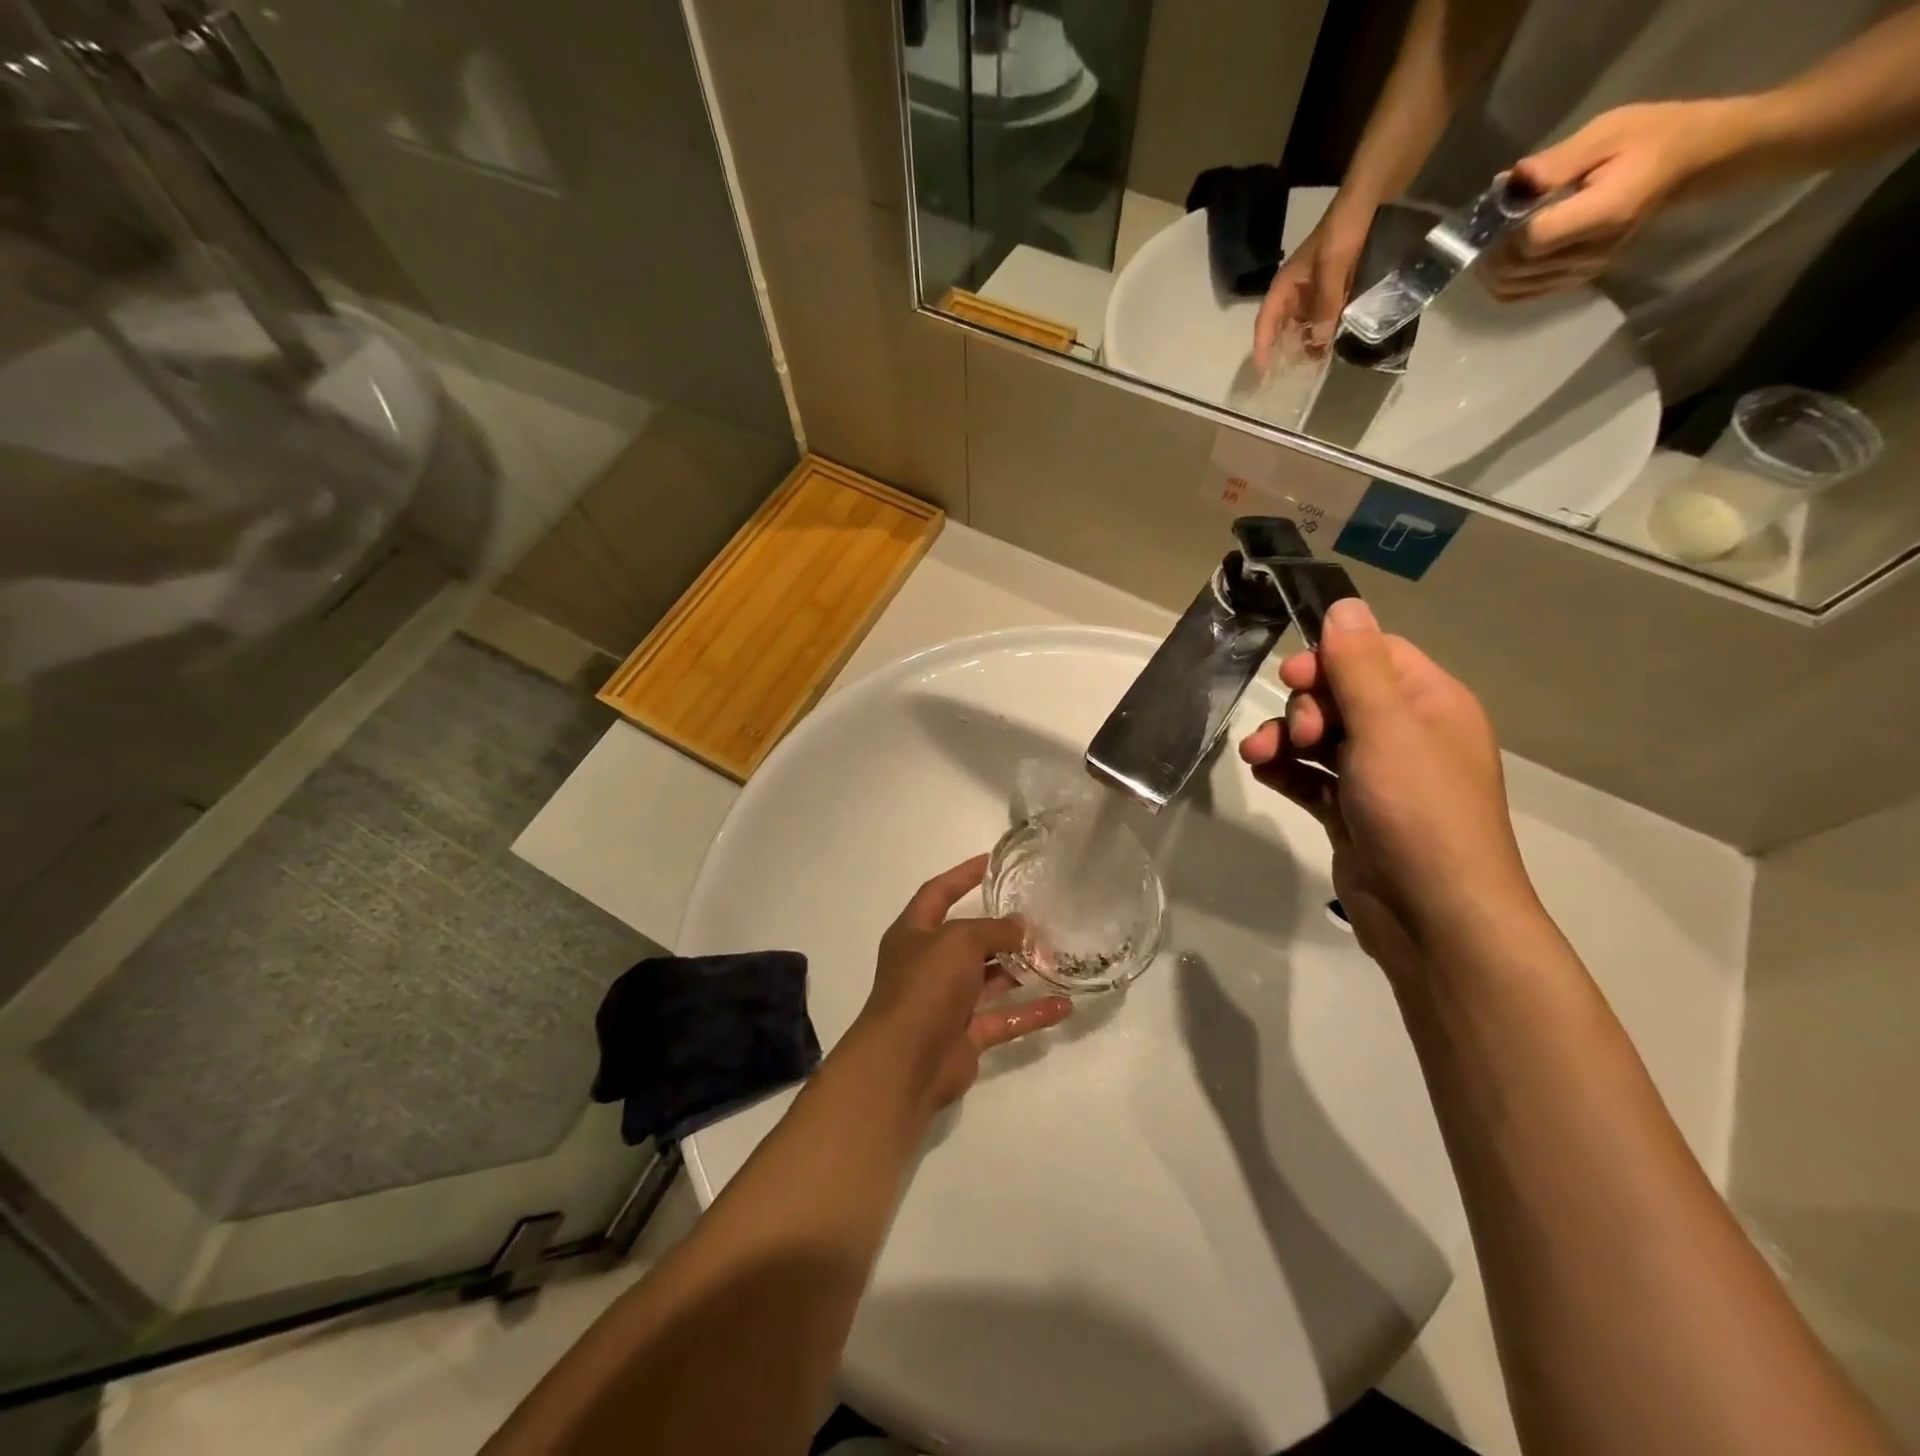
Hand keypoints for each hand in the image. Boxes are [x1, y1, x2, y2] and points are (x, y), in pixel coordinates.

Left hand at [846, 855, 1071, 1111]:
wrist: (904, 1062)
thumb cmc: (925, 986)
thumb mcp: (958, 941)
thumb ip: (993, 929)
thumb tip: (1020, 926)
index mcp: (913, 933)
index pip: (938, 893)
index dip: (962, 875)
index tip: (991, 862)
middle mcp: (928, 963)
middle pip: (968, 939)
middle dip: (1001, 929)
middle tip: (1038, 917)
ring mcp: (947, 1001)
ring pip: (989, 979)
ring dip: (1019, 969)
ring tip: (1056, 956)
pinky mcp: (966, 1034)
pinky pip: (1003, 1017)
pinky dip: (1030, 1011)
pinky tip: (1064, 1004)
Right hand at [1237, 599, 1540, 977]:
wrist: (1432, 915)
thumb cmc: (1418, 810)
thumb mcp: (1387, 728)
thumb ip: (1358, 666)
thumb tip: (1345, 603)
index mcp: (1430, 704)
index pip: (1373, 654)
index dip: (1329, 658)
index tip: (1295, 677)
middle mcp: (1407, 735)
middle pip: (1340, 695)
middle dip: (1304, 707)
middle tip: (1299, 735)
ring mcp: (1378, 777)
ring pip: (1319, 737)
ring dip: (1283, 739)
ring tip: (1259, 758)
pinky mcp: (1352, 812)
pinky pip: (1311, 777)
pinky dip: (1286, 771)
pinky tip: (1264, 774)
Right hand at [1252, 202, 1373, 369]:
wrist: (1372, 198)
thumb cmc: (1344, 228)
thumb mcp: (1334, 266)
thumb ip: (1326, 304)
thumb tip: (1319, 342)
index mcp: (1286, 285)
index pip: (1265, 321)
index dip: (1262, 347)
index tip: (1263, 371)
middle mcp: (1296, 292)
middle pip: (1283, 328)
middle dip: (1284, 352)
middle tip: (1289, 378)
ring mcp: (1315, 291)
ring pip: (1304, 325)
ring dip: (1307, 345)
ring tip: (1313, 369)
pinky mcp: (1335, 289)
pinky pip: (1325, 317)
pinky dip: (1326, 333)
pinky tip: (1332, 347)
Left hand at [1483, 99, 1749, 301]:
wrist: (1688, 163)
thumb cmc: (1652, 138)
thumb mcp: (1608, 132)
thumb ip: (1556, 163)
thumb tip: (1508, 182)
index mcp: (1602, 214)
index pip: (1532, 241)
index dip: (1504, 232)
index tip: (1497, 210)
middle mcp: (1590, 254)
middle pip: (1517, 270)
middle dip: (1490, 252)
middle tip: (1485, 227)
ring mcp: (1582, 273)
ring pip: (1514, 288)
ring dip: (1492, 269)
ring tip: (1490, 241)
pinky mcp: (1575, 280)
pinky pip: (1523, 294)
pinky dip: (1503, 281)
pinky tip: (1501, 260)